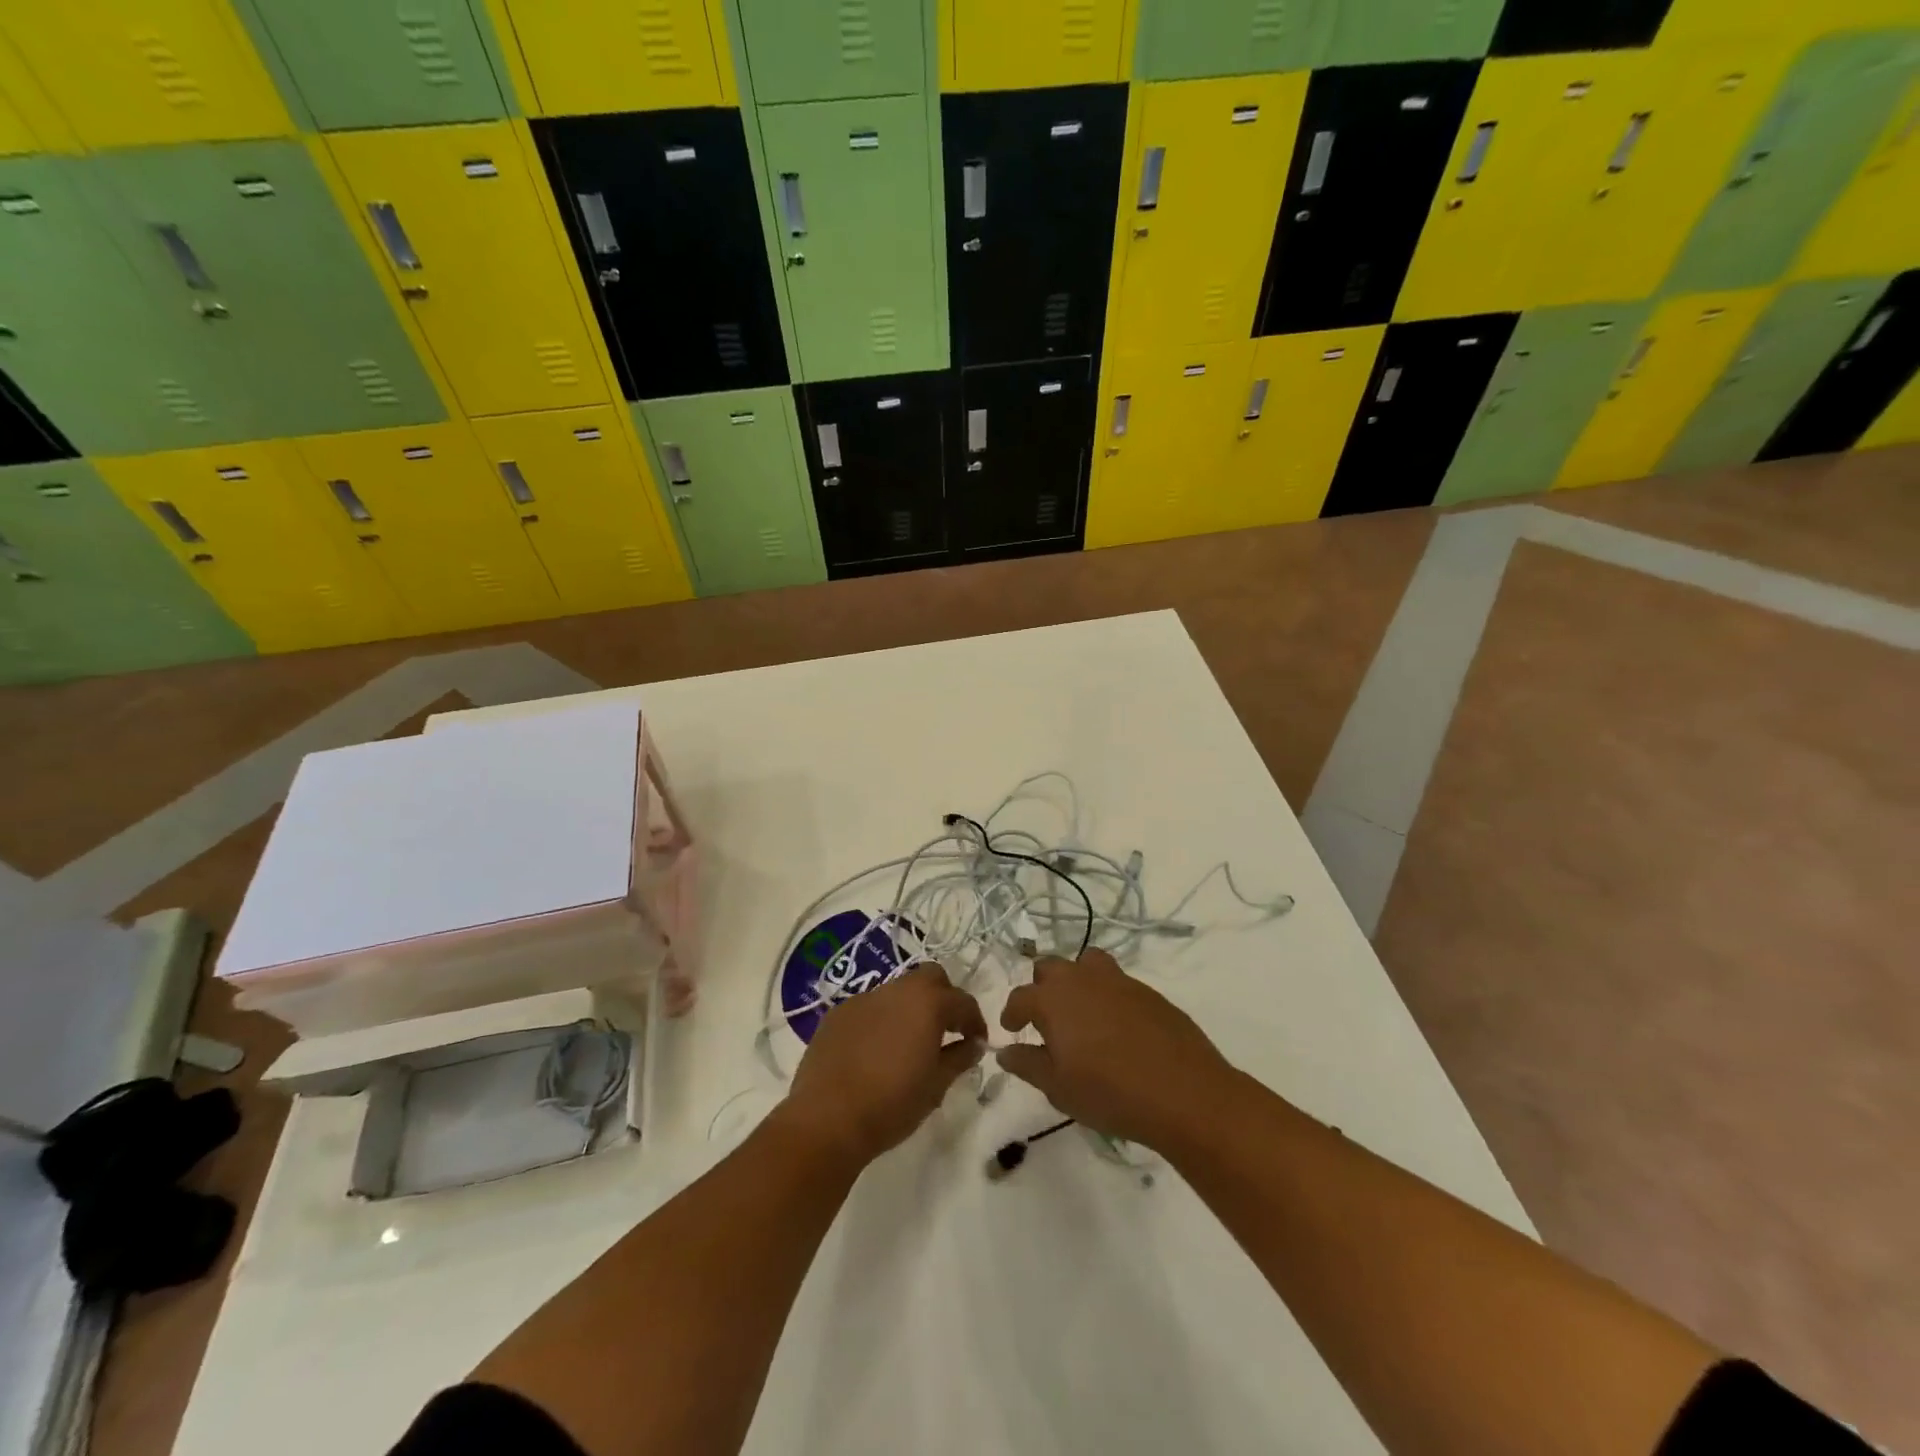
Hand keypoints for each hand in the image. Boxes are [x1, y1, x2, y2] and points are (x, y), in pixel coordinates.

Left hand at [784, 964, 987, 1168]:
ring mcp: (862, 999)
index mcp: (927, 1003)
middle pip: (930, 978)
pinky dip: (881, 1020)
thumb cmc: (891, 1104)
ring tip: (909, 1043)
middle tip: (946, 1031)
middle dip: (943, 998)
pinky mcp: (837, 1014)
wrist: (826, 1119)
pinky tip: (875, 1051)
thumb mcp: (936, 1086)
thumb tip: (974, 1044)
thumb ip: (959, 1058)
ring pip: (897, 991)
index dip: (975, 1021)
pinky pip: (869, 1008)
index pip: (962, 1001)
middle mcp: (896, 990)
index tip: (977, 1042)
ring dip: (910, 1008)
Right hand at [997, 949, 1237, 1150]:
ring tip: (1080, 1010)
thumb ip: (1028, 1065)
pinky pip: (1117, 981)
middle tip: (1045, 1018)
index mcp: (1053, 1000)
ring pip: (1086, 963)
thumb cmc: (1110, 1093)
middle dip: (1041, 987)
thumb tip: (1005, 1051)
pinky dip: (1107, 994)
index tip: (1012, 1029)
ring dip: (1076, 979)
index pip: (1021, 997)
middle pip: (1050, 967)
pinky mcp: (1147, 991)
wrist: (1184, 1093)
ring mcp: (1118, 980)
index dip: (1012, 1013)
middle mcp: (1081, 979)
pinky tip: (1116, 1026)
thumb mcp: (1058, 1088)